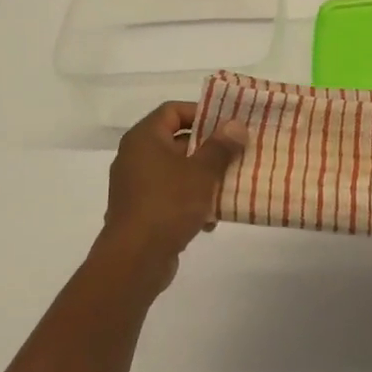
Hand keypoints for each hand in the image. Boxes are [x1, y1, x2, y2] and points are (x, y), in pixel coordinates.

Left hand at [93, 102, 246, 294]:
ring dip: (203, 178)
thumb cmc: (168, 204)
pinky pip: (170, 196)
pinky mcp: (141, 211)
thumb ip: (220, 147)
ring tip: (230, 185)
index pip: (173, 111)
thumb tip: (235, 125)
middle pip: (177, 141)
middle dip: (209, 148)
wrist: (135, 260)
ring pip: (177, 171)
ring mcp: (136, 186)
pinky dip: (190, 202)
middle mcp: (135, 157)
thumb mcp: (201, 172)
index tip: (228, 124)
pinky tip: (211, 219)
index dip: (201, 112)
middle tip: (237, 152)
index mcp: (144, 138)